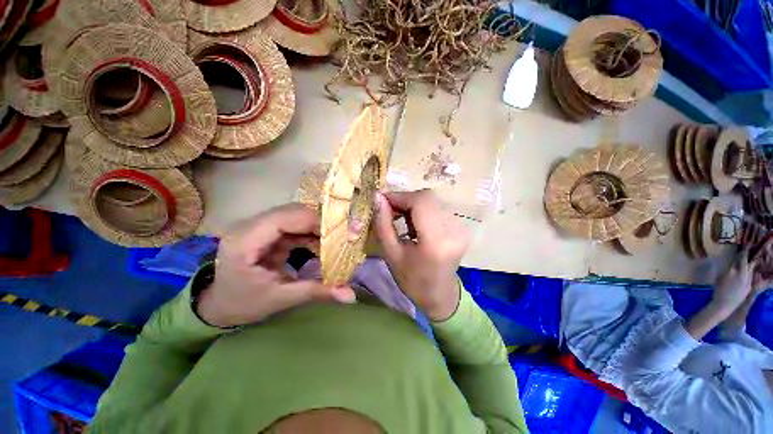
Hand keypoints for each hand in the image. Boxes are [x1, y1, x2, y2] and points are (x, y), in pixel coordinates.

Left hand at [197, 204, 355, 327]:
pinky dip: (312, 233)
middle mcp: (251, 225)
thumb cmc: (243, 303)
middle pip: (294, 212)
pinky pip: (296, 225)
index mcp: (246, 240)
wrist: (218, 304)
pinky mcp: (268, 231)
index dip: (317, 223)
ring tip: (337, 242)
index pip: (287, 218)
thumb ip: (316, 292)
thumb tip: (351, 296)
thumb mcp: (280, 299)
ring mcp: (260, 226)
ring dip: (319, 227)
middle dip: (322, 224)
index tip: (343, 236)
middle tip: (344, 238)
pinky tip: (324, 245)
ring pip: (297, 216)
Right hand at [373, 190, 470, 320]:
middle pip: (427, 198)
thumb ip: (383, 224)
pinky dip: (422, 210)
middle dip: (405, 200)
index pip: (420, 202)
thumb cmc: (412, 280)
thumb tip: (377, 197)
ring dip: (413, 205)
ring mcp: (461, 227)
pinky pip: (438, 207)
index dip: (399, 196)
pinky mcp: (462, 226)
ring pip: (432, 200)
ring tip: (401, 219)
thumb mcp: (391, 254)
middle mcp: (454, 230)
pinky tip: (414, 224)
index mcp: (436, 241)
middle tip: (390, 211)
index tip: (382, 201)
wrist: (439, 294)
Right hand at [711, 250, 752, 316]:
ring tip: (748, 263)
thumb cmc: (719, 290)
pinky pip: (751, 278)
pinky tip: (746, 275)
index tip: (747, 246)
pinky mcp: (749, 288)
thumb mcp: (720, 277)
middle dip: (749, 259)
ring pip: (751, 271)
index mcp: (736, 271)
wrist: (724, 305)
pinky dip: (749, 274)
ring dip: (750, 267)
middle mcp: (744, 275)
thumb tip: (732, 263)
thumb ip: (728, 269)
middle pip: (749, 265)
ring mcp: (748, 282)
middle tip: (749, 254)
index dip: (745, 252)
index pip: (742, 259)